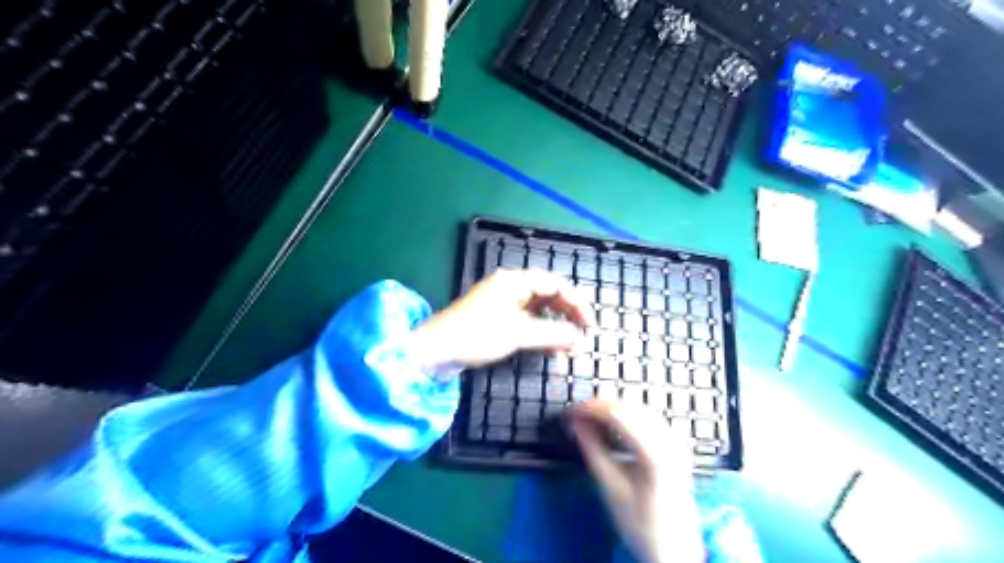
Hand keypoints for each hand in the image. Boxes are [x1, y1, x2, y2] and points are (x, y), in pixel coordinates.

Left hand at [410, 268, 594, 368]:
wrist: (435, 351)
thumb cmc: (477, 335)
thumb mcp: (518, 334)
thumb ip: (551, 334)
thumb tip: (578, 337)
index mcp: (514, 281)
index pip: (554, 284)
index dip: (576, 302)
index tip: (589, 324)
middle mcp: (510, 287)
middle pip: (547, 295)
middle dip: (566, 315)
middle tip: (582, 335)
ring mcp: (502, 302)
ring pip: (538, 310)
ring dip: (554, 326)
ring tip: (567, 347)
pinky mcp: (496, 318)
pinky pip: (526, 321)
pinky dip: (539, 333)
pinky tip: (549, 349)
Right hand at [569, 400, 700, 562]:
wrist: (675, 549)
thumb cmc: (641, 523)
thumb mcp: (611, 489)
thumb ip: (593, 451)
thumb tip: (575, 424)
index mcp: (654, 454)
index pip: (617, 415)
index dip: (591, 409)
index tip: (570, 413)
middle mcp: (669, 441)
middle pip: (629, 408)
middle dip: (600, 406)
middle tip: (576, 414)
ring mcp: (675, 441)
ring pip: (639, 409)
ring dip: (612, 408)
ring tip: (589, 417)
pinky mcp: (675, 444)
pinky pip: (648, 418)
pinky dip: (627, 415)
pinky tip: (612, 423)